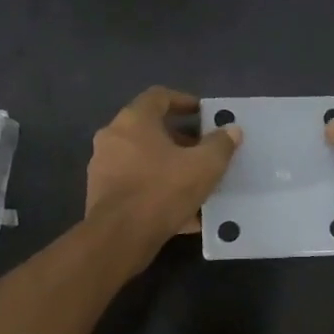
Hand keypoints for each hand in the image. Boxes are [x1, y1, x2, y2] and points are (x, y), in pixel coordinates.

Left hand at [85, 87, 241, 257]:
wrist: (120, 237)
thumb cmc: (163, 190)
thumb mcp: (204, 166)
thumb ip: (220, 145)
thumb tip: (231, 130)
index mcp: (134, 121)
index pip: (159, 96)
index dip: (183, 101)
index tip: (203, 114)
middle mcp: (113, 138)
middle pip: (150, 130)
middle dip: (180, 140)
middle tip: (204, 152)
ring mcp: (103, 167)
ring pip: (143, 160)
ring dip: (169, 167)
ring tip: (196, 184)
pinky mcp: (102, 195)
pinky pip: (137, 186)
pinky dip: (158, 191)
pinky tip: (183, 213)